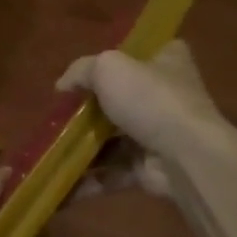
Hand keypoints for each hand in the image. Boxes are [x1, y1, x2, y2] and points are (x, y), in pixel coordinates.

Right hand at [57, 40, 225, 198]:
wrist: (186, 156)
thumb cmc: (150, 99)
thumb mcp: (108, 68)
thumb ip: (81, 71)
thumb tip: (62, 85)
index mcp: (167, 61)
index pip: (144, 52)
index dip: (116, 59)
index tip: (88, 72)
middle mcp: (167, 96)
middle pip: (121, 99)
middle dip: (89, 111)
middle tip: (58, 116)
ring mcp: (159, 134)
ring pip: (113, 140)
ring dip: (83, 149)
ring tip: (50, 152)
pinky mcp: (150, 168)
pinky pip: (113, 172)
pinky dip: (89, 180)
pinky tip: (62, 184)